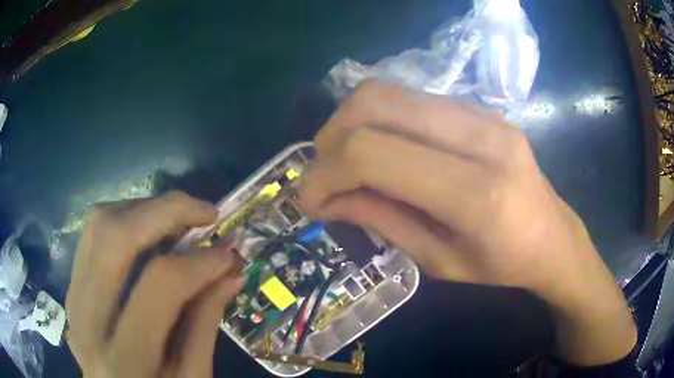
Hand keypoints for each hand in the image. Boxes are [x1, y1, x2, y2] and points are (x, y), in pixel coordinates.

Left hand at [66, 191, 244, 376]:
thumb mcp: (192, 377)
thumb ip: (205, 325)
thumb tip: (230, 273)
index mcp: (125, 358)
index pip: (159, 285)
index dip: (199, 262)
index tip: (228, 254)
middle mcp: (88, 320)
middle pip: (116, 236)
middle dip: (166, 211)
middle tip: (205, 212)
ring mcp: (73, 299)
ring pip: (98, 225)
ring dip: (142, 209)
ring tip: (176, 219)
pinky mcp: (71, 289)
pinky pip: (91, 237)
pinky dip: (123, 222)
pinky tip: (146, 234)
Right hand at [299, 81, 635, 364]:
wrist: (553, 236)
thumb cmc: (502, 265)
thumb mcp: (438, 262)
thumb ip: (381, 221)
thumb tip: (324, 198)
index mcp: (477, 193)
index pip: (374, 153)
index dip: (326, 172)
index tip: (308, 199)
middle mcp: (482, 137)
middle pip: (376, 104)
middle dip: (330, 137)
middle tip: (322, 173)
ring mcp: (483, 113)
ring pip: (389, 91)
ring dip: (350, 122)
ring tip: (344, 160)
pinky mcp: (480, 107)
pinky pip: (411, 97)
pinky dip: (379, 118)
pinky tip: (381, 148)